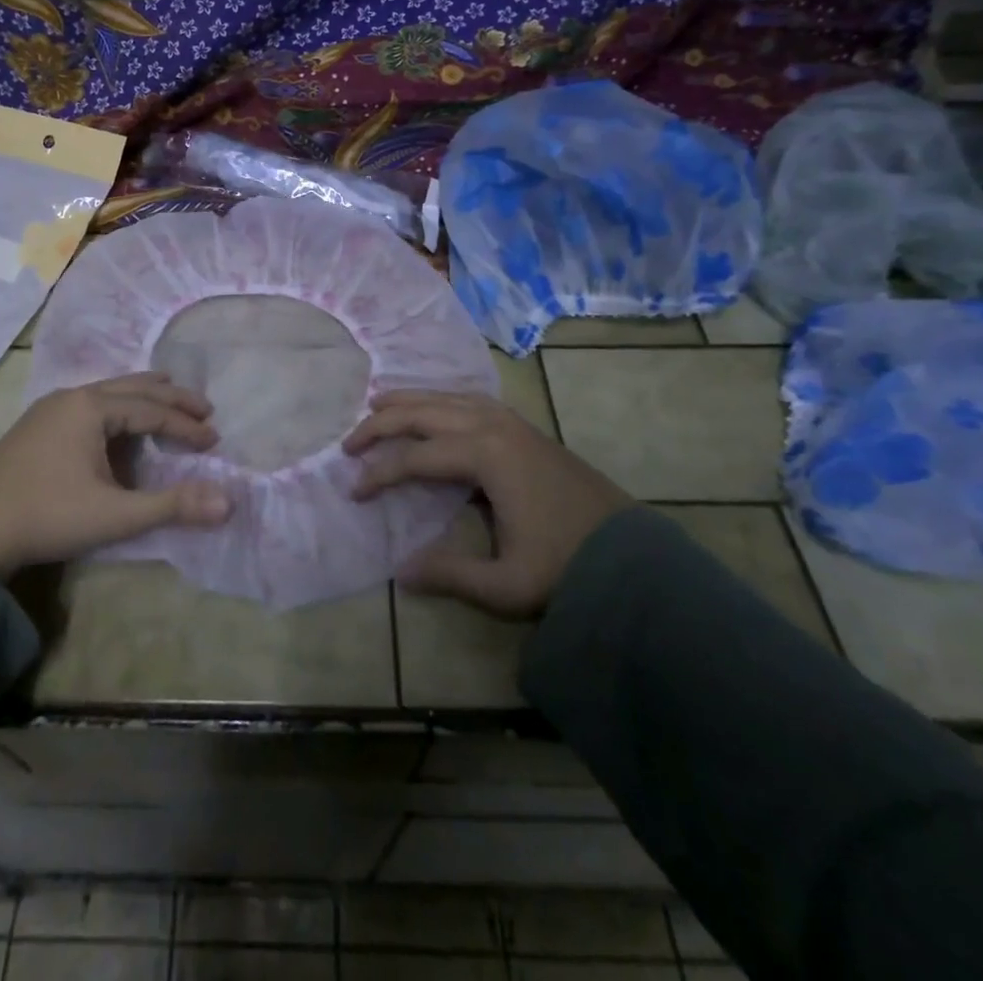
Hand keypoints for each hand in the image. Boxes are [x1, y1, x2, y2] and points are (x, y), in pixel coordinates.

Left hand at [0, 373, 231, 578]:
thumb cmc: (47, 516)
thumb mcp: (115, 515)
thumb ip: (173, 506)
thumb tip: (229, 502)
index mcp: (91, 407)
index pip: (152, 409)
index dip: (186, 425)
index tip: (214, 441)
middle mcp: (72, 397)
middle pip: (133, 387)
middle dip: (171, 397)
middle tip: (205, 408)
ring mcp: (50, 408)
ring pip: (109, 391)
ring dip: (143, 397)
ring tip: (169, 398)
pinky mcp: (37, 425)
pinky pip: (90, 403)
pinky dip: (118, 407)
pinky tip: (119, 424)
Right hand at [343, 390, 631, 618]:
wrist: (633, 558)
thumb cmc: (567, 568)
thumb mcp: (506, 585)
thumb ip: (450, 576)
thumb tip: (400, 572)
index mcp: (486, 456)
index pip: (416, 457)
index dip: (379, 472)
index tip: (354, 491)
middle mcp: (494, 427)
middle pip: (425, 413)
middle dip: (382, 423)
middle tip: (349, 440)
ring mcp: (512, 422)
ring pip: (448, 397)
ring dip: (409, 400)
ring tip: (377, 403)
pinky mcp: (525, 428)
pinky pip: (471, 399)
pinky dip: (441, 398)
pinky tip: (434, 406)